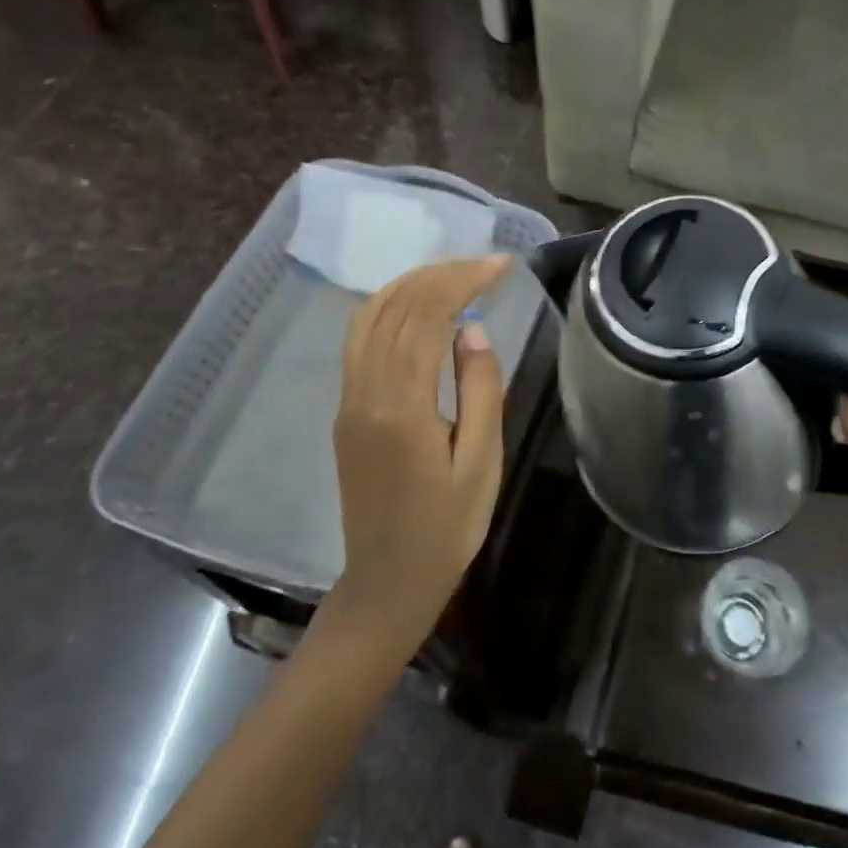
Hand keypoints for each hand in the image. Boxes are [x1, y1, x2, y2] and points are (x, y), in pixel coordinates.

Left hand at [319, 255, 512, 644]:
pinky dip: (390, 309)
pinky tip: (418, 307)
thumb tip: (472, 330)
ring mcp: (348, 401)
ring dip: (412, 285)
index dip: (464, 281)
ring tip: (455, 274)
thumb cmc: (447, 529)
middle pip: (395, 308)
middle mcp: (364, 393)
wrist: (387, 584)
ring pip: (370, 318)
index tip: (502, 265)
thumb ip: (480, 390)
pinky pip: (361, 341)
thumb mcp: (481, 462)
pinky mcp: (345, 411)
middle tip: (485, 264)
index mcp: (400, 407)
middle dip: (440, 274)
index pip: (427, 317)